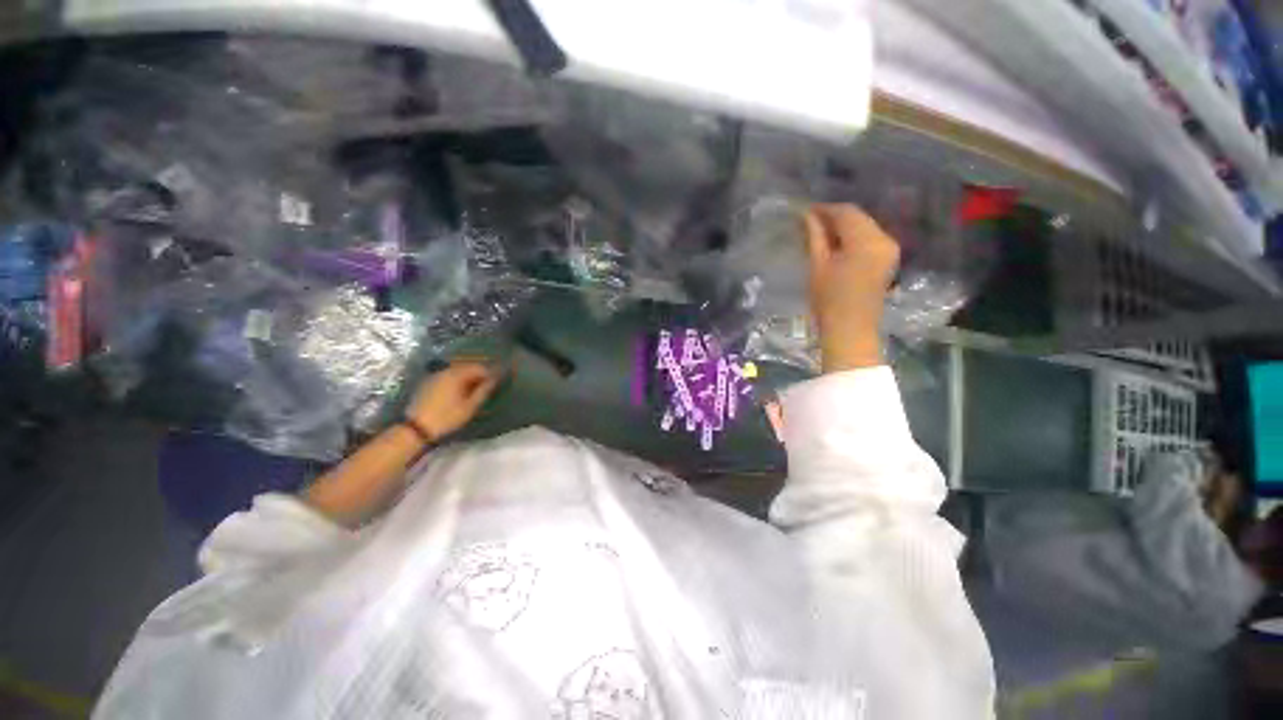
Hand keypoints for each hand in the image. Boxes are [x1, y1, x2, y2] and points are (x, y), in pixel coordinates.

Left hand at [405, 361, 500, 439]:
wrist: (416, 428)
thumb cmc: (447, 417)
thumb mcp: (470, 406)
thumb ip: (484, 391)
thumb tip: (494, 380)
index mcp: (457, 375)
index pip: (479, 367)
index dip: (490, 373)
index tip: (497, 382)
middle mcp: (446, 371)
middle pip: (467, 367)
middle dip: (479, 374)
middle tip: (487, 386)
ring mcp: (435, 376)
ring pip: (457, 371)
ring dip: (468, 377)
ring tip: (475, 389)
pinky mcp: (428, 383)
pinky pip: (448, 376)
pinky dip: (457, 380)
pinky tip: (460, 391)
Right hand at [802, 204, 899, 371]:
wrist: (850, 329)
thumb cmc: (829, 300)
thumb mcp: (817, 265)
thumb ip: (814, 236)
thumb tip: (807, 215)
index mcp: (866, 241)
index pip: (846, 212)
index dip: (825, 209)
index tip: (805, 211)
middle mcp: (884, 239)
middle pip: (858, 217)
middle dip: (834, 216)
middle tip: (810, 221)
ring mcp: (890, 249)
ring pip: (865, 226)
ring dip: (843, 226)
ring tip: (820, 233)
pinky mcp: (888, 259)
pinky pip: (870, 238)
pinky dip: (853, 237)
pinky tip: (836, 244)